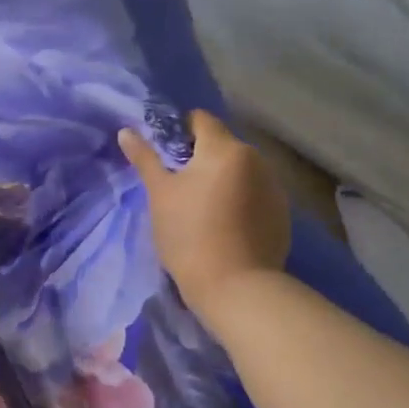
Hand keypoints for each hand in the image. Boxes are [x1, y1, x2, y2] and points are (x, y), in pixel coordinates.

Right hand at [119, 111, 289, 322]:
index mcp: (225, 148)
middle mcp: (256, 159)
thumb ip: (145, 159)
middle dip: (200, 159)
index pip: (201, 120)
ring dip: (221, 180)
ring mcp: (274, 187)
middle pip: (222, 146)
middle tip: (177, 187)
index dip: (179, 131)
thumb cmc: (189, 235)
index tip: (164, 156)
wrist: (235, 287)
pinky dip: (238, 200)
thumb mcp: (159, 195)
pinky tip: (224, 227)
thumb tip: (126, 131)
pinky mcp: (282, 214)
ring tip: (202, 210)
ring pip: (240, 171)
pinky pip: (254, 194)